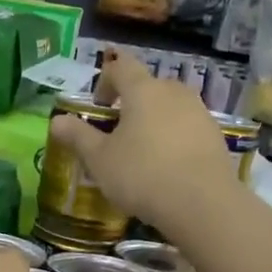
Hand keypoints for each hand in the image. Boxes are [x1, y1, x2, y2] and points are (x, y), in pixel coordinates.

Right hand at [50, 50, 234, 232]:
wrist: (203, 204)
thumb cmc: (142, 175)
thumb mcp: (99, 159)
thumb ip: (78, 136)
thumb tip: (56, 120)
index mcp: (143, 90)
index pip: (121, 66)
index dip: (105, 80)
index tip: (98, 107)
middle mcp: (174, 92)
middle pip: (148, 86)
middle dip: (130, 103)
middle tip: (116, 132)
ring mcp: (199, 112)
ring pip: (170, 107)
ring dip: (153, 121)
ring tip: (142, 152)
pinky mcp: (216, 136)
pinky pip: (187, 127)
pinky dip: (174, 138)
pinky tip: (167, 167)